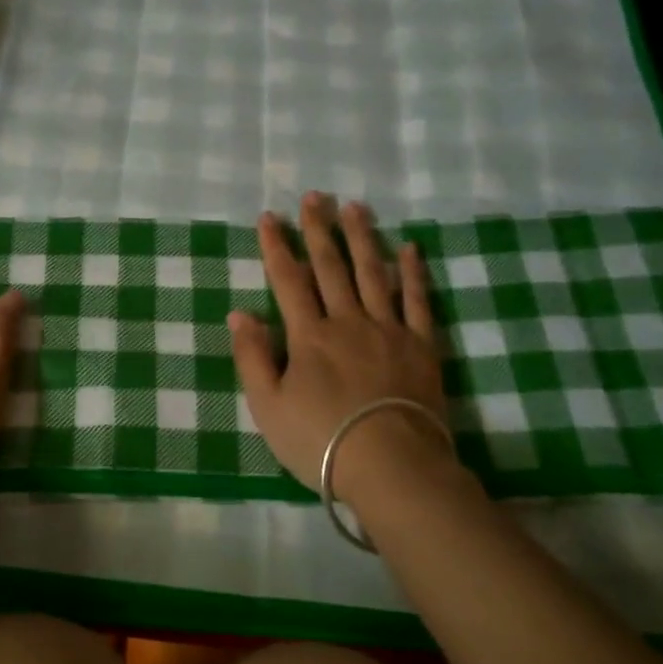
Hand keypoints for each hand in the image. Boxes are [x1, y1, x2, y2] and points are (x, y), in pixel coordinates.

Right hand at [229, 193, 470, 510]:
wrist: (392, 467)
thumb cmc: (322, 441)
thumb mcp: (269, 407)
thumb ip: (253, 357)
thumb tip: (240, 312)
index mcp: (309, 336)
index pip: (288, 280)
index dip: (277, 247)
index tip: (270, 217)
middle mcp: (347, 321)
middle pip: (331, 267)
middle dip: (318, 230)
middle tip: (315, 196)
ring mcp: (388, 330)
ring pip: (372, 273)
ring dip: (361, 238)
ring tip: (354, 207)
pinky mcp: (422, 346)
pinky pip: (418, 301)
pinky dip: (413, 273)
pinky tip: (409, 249)